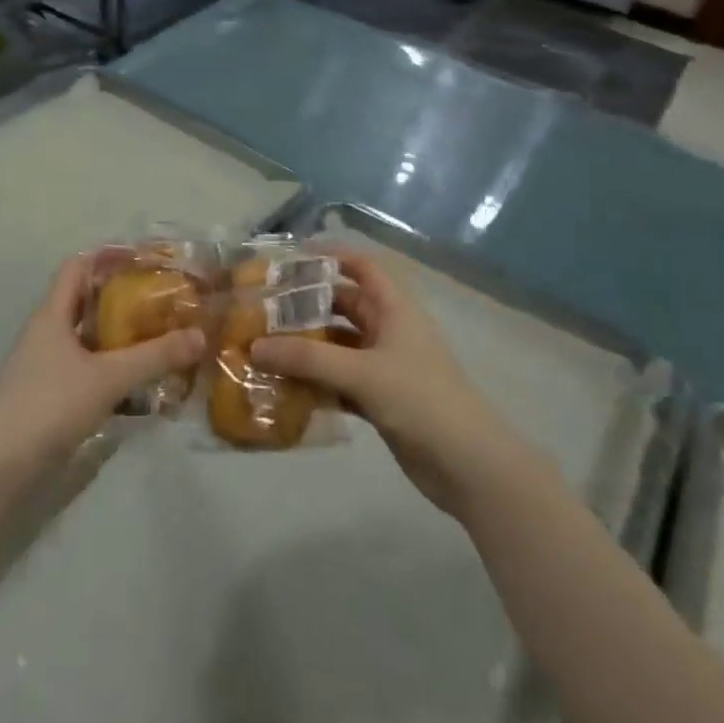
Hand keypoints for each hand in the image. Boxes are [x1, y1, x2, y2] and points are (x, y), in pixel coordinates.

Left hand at [0, 253, 204, 476]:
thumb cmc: (49, 405)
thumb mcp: (108, 378)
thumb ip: (154, 356)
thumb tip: (200, 335)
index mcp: (52, 315)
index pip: (78, 267)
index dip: (108, 256)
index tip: (145, 259)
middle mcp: (46, 333)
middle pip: (85, 301)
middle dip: (122, 298)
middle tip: (162, 299)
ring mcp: (45, 366)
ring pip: (87, 338)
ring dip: (119, 335)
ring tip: (159, 336)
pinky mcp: (49, 395)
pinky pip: (86, 368)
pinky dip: (111, 367)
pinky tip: (138, 382)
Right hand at [251, 247, 526, 514]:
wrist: (468, 465)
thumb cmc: (421, 400)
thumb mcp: (362, 373)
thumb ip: (308, 359)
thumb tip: (255, 346)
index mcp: (394, 309)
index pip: (361, 267)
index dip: (330, 257)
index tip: (290, 260)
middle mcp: (388, 331)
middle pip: (342, 307)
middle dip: (306, 308)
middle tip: (262, 310)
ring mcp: (383, 367)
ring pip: (336, 347)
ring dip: (305, 349)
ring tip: (262, 349)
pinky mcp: (379, 399)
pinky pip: (338, 381)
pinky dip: (314, 383)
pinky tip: (283, 389)